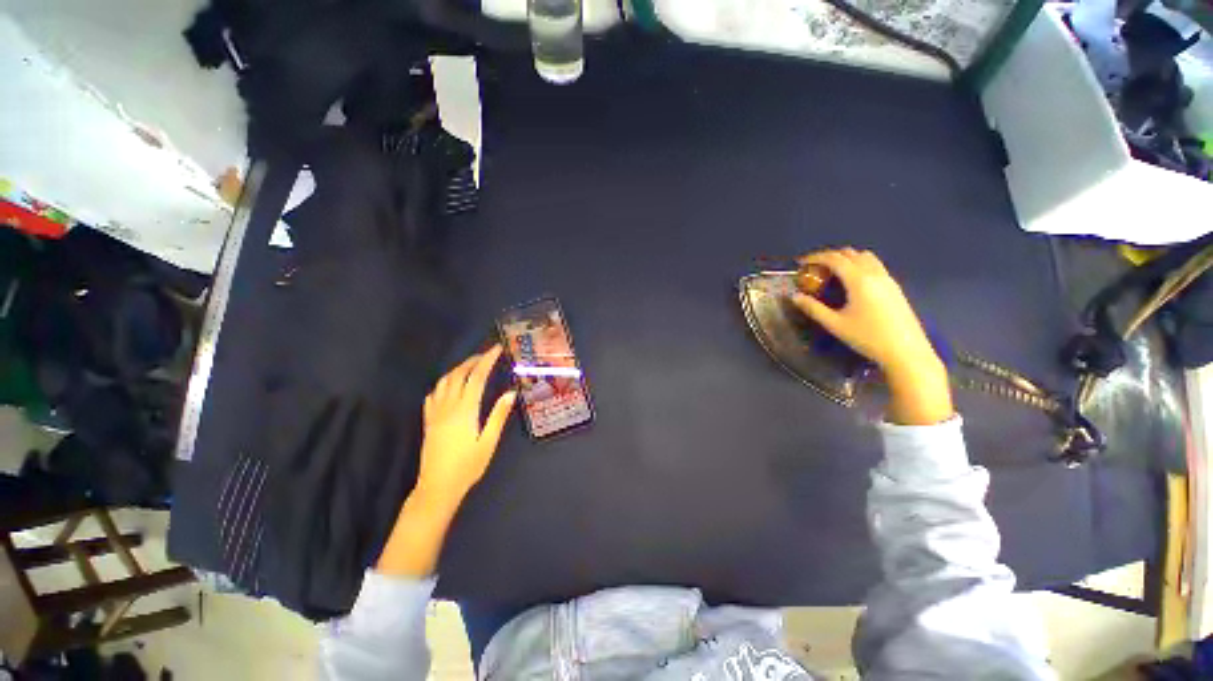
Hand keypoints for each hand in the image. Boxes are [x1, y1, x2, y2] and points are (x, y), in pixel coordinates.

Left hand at [416, 345, 516, 505]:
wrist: (437, 487)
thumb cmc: (467, 466)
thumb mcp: (488, 442)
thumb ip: (499, 416)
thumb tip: (510, 392)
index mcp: (465, 410)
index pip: (477, 377)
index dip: (487, 360)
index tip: (496, 349)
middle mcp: (448, 407)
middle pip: (459, 375)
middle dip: (473, 360)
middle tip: (487, 354)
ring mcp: (435, 413)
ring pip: (444, 382)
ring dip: (458, 369)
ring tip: (471, 365)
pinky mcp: (428, 421)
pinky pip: (433, 395)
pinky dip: (443, 383)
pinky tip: (449, 386)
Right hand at [791, 248, 951, 424]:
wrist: (906, 351)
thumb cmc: (867, 338)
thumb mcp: (835, 325)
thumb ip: (813, 308)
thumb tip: (794, 297)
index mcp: (859, 280)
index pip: (835, 259)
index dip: (816, 257)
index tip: (801, 263)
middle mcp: (875, 274)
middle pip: (850, 253)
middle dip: (830, 256)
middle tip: (814, 268)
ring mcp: (887, 279)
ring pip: (865, 257)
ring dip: (846, 258)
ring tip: (832, 273)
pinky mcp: (894, 287)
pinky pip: (874, 265)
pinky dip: (859, 265)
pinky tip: (851, 282)